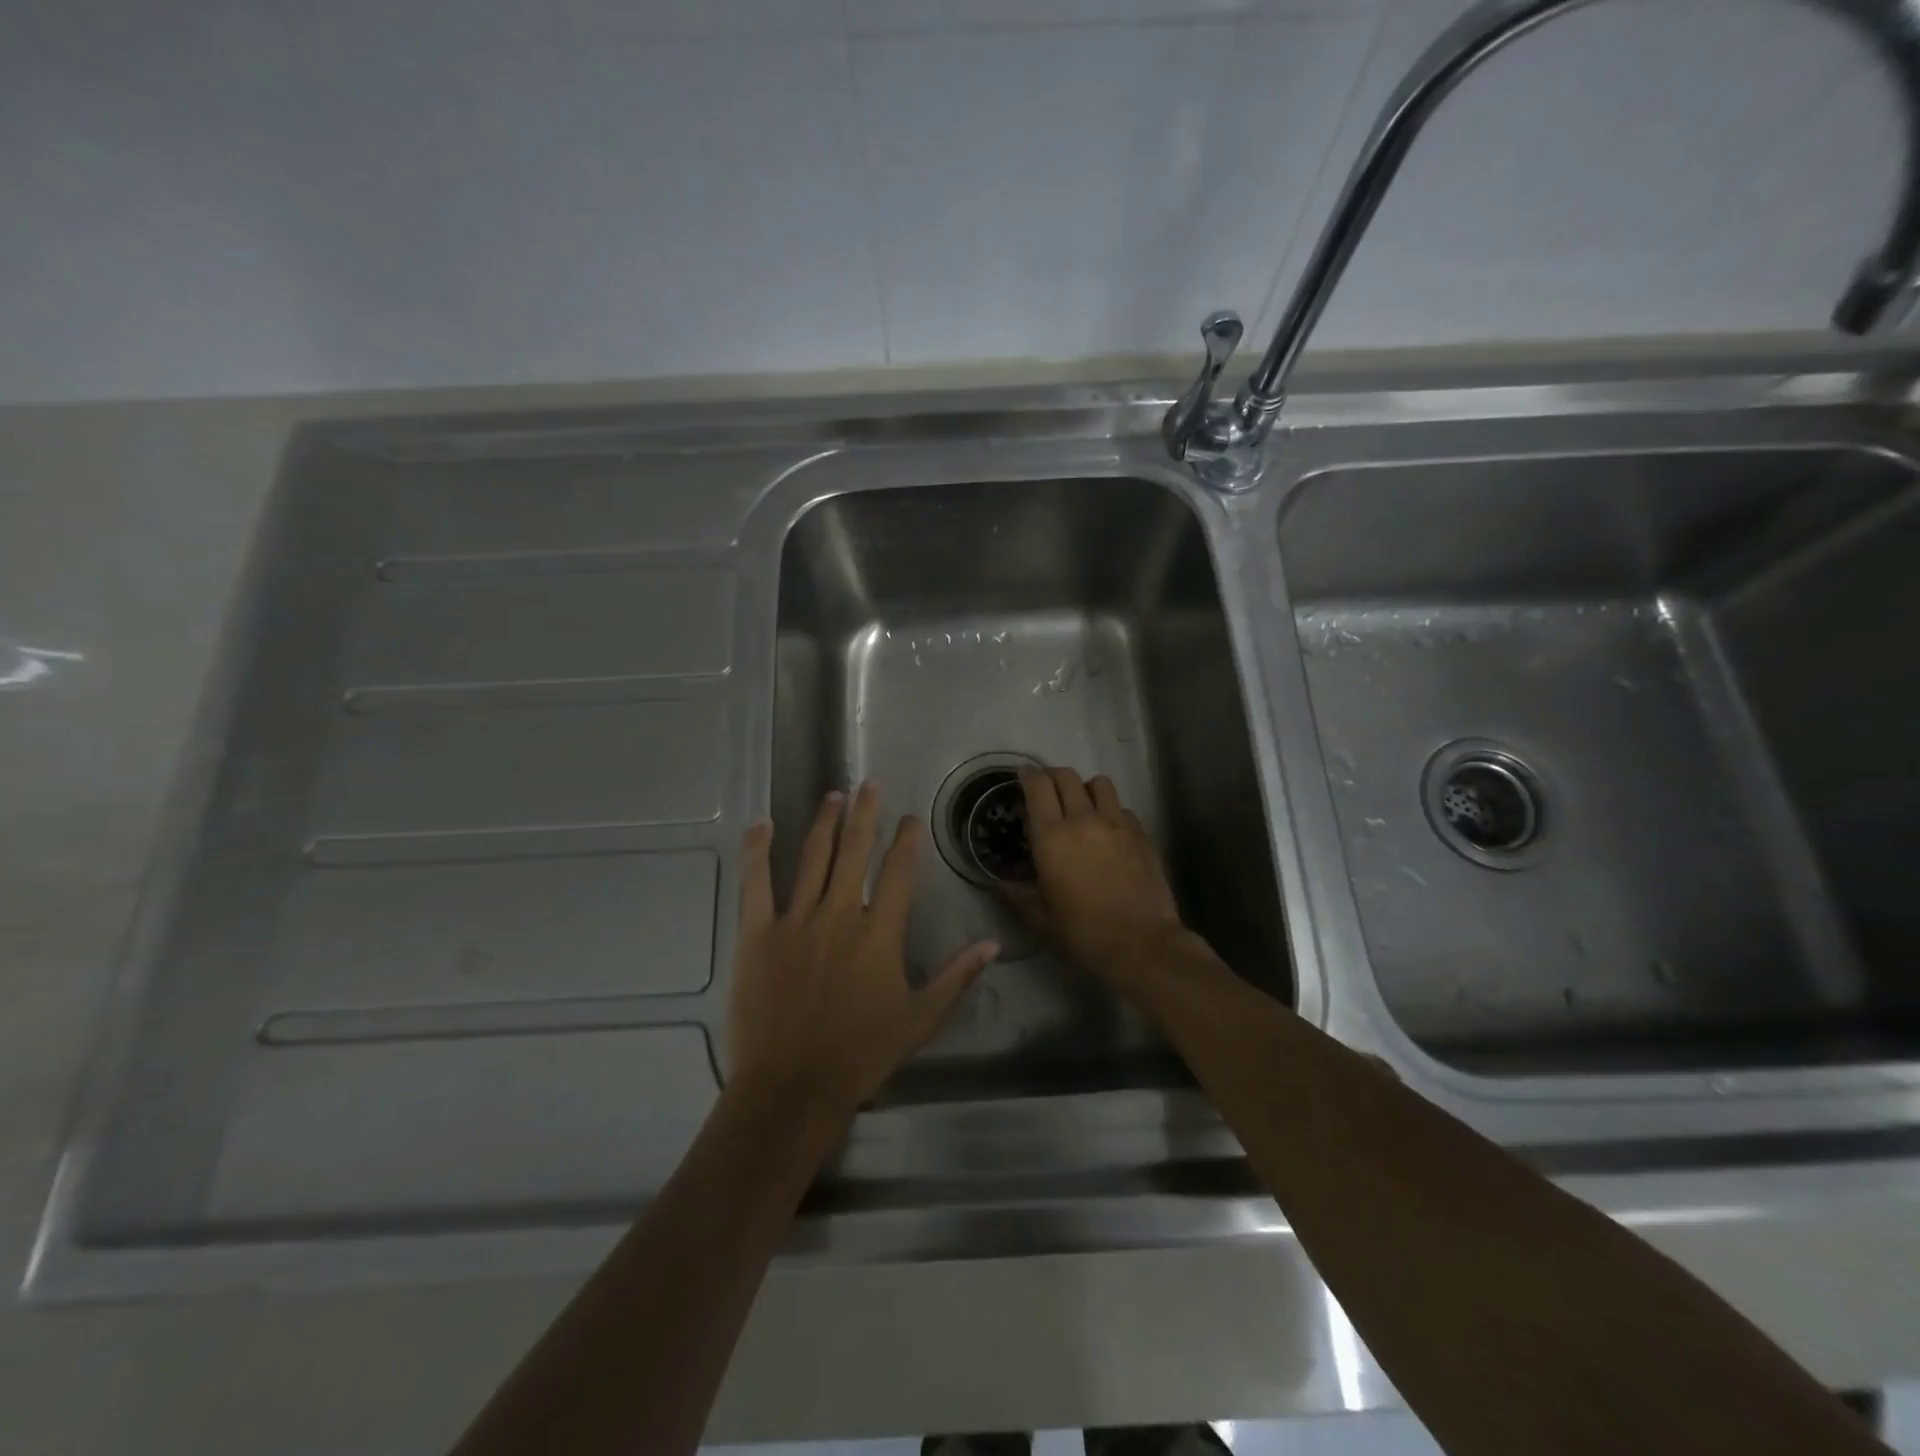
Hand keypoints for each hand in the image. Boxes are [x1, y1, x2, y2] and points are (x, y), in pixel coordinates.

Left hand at [727, 781, 999, 1130]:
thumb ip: (956, 978)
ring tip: (835, 794)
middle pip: (855, 851)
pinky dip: (758, 850)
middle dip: (865, 813)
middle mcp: (840, 915)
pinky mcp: (758, 933)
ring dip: (825, 822)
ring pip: (813, 857)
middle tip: (870, 783)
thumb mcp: (919, 1019)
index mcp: (879, 934)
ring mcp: (796, 921)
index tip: (909, 818)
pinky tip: (763, 823)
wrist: (792, 1087)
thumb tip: (993, 945)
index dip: (906, 840)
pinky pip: (757, 882)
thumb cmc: (859, 1055)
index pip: (898, 872)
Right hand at [1013, 767, 1188, 988]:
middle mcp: (1083, 820)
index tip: (1022, 776)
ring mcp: (1117, 824)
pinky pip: (1122, 808)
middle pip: (1067, 776)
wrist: (1140, 943)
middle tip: (1047, 790)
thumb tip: (998, 883)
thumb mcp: (1040, 918)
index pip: (1038, 786)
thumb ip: (1017, 894)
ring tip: (1082, 805)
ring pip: (1099, 783)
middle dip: (1053, 777)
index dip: (1027, 775)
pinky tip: (1110, 831)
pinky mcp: (1141, 834)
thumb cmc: (1082, 931)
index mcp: (1052, 836)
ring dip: (1086, 788)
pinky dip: (1112, 811)